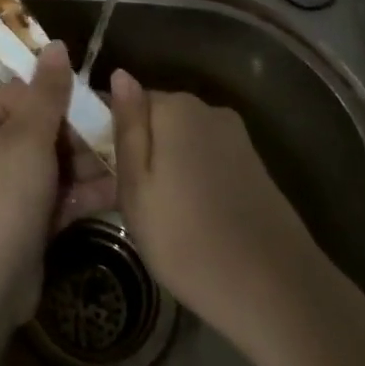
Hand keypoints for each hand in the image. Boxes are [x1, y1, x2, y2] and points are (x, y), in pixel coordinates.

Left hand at [0, 43, 100, 340]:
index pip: (25, 93)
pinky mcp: (21, 218)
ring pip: (52, 163)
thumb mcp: (28, 138)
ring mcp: (3, 186)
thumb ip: (48, 92)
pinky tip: (120, 192)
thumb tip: (57, 44)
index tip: (104, 104)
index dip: (65, 98)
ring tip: (129, 165)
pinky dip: (81, 194)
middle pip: (41, 128)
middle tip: (122, 139)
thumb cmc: (2, 199)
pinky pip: (54, 195)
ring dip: (88, 165)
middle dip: (82, 136)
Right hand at [107, 71, 312, 338]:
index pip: (123, 102)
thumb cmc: (188, 240)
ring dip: (160, 167)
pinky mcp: (253, 167)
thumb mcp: (137, 187)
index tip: (87, 169)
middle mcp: (208, 111)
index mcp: (176, 107)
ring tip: (147, 215)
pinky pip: (204, 161)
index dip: (100, 133)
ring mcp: (235, 139)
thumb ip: (127, 127)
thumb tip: (120, 74)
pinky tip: (183, 218)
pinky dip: (187, 180)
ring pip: (179, 144)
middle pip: (154, 121)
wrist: (277, 292)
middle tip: (111, 198)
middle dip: (132, 150)